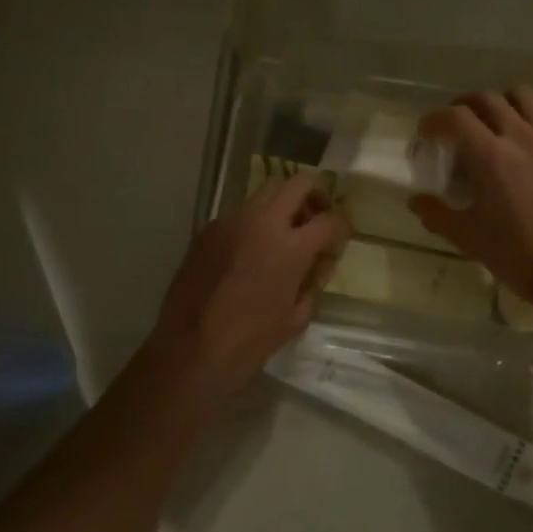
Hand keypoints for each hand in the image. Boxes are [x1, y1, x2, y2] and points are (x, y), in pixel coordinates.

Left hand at [148, 172, 350, 400]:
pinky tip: (251, 250)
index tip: (339, 238)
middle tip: (316, 216)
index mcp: (290, 247)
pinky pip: (239, 213)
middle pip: (297, 183)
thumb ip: (313, 282)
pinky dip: (254, 221)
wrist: (191, 349)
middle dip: (314, 194)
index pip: (329, 219)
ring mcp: (230, 221)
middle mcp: (261, 222)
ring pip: (265, 191)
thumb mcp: (296, 317)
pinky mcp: (207, 230)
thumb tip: (319, 263)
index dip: (341, 227)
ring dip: (282, 204)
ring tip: (284, 232)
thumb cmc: (250, 341)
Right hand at [409, 88, 532, 311]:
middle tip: (454, 126)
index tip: (425, 133)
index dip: (434, 120)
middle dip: (463, 106)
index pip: (455, 118)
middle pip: (487, 99)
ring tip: (494, 122)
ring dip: (502, 103)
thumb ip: (436, 214)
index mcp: (490, 157)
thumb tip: (416, 201)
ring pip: (524, 97)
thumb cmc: (516, 255)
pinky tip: (532, 137)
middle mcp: (521, 137)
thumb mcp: (466, 237)